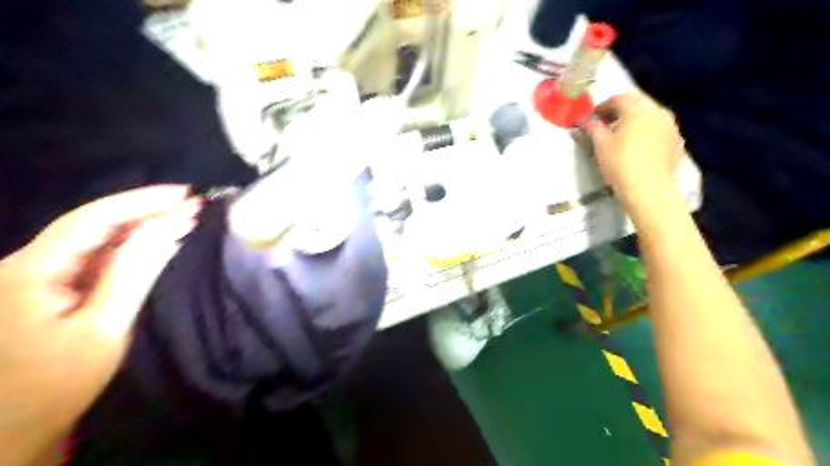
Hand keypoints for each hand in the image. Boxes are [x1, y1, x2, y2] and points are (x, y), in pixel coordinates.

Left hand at [1, 186, 200, 465]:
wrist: (15, 427)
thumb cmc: (59, 381)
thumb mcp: (105, 326)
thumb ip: (134, 272)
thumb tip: (170, 227)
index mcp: (28, 272)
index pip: (91, 220)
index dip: (139, 201)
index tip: (184, 193)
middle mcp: (23, 264)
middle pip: (92, 224)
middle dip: (146, 211)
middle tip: (193, 205)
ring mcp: (33, 275)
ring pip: (95, 239)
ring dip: (141, 227)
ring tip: (184, 217)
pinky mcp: (47, 286)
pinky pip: (94, 257)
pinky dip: (129, 247)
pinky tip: (158, 240)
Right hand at [578, 92, 684, 203]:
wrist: (649, 189)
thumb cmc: (620, 164)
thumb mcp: (600, 145)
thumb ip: (593, 128)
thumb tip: (587, 121)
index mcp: (637, 109)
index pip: (618, 98)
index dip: (603, 106)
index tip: (593, 116)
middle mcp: (657, 111)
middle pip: (637, 103)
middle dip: (621, 110)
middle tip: (606, 123)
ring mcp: (670, 125)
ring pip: (650, 115)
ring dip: (635, 120)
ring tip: (621, 134)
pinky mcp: (676, 140)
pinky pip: (658, 128)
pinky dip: (646, 130)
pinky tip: (637, 144)